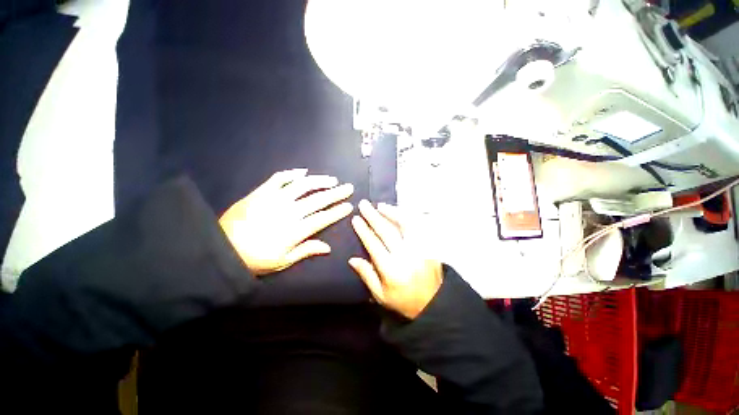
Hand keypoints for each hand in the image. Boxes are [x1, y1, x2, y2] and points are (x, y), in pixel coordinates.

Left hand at [219, 169, 353, 275]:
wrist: (221, 247)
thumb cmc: (254, 258)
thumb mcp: (282, 261)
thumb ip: (306, 251)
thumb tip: (328, 248)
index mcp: (295, 230)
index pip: (323, 218)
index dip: (337, 211)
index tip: (349, 205)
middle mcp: (289, 212)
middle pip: (318, 199)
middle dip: (336, 193)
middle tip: (348, 187)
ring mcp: (275, 199)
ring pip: (303, 186)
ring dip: (320, 181)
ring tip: (332, 179)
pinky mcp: (262, 192)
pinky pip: (279, 179)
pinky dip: (293, 174)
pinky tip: (304, 172)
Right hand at [349, 200, 442, 319]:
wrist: (434, 303)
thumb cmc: (403, 300)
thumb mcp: (381, 295)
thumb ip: (367, 275)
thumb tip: (352, 259)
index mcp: (391, 270)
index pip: (374, 244)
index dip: (364, 230)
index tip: (356, 219)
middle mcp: (405, 256)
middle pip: (387, 231)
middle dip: (374, 216)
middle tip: (364, 205)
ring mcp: (419, 249)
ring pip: (405, 224)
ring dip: (392, 213)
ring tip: (381, 206)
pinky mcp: (429, 246)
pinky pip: (418, 226)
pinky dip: (407, 217)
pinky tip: (400, 212)